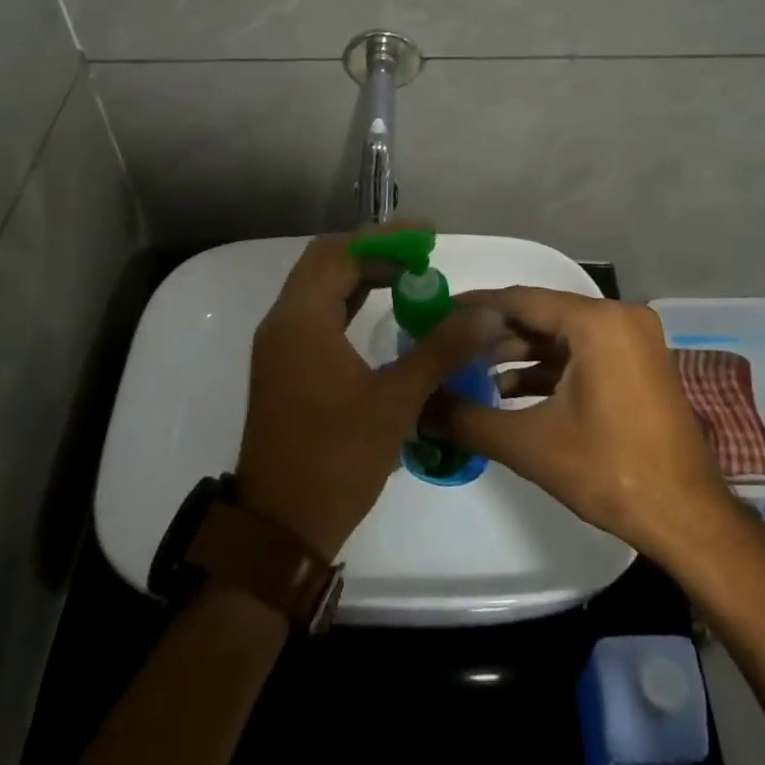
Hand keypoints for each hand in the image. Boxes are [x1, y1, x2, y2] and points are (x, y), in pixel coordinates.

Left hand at [234, 231, 494, 559]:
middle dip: (373, 252)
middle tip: (420, 253)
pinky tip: (380, 309)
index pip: (341, 254)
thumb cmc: (336, 459)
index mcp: (302, 320)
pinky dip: (347, 300)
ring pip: (318, 287)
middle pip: (325, 262)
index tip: (428, 237)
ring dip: (359, 274)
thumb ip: (439, 351)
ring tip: (409, 275)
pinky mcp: (284, 365)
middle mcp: (283, 321)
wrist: (279, 527)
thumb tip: (485, 314)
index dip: (386, 240)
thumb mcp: (395, 402)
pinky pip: (315, 312)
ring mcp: (279, 344)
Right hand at [425, 287, 735, 560]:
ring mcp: (633, 340)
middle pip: (541, 315)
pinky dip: (547, 368)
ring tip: (470, 372)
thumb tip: (416, 408)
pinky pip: (582, 352)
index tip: (435, 313)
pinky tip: (509, 391)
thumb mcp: (530, 444)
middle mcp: (619, 317)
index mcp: (598, 322)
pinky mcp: (637, 363)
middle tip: (447, 345)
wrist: (687, 519)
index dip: (473, 307)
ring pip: (561, 335)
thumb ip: (467, 419)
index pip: (520, 300)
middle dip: (493, 334)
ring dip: (518, 354)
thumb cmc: (609, 472)